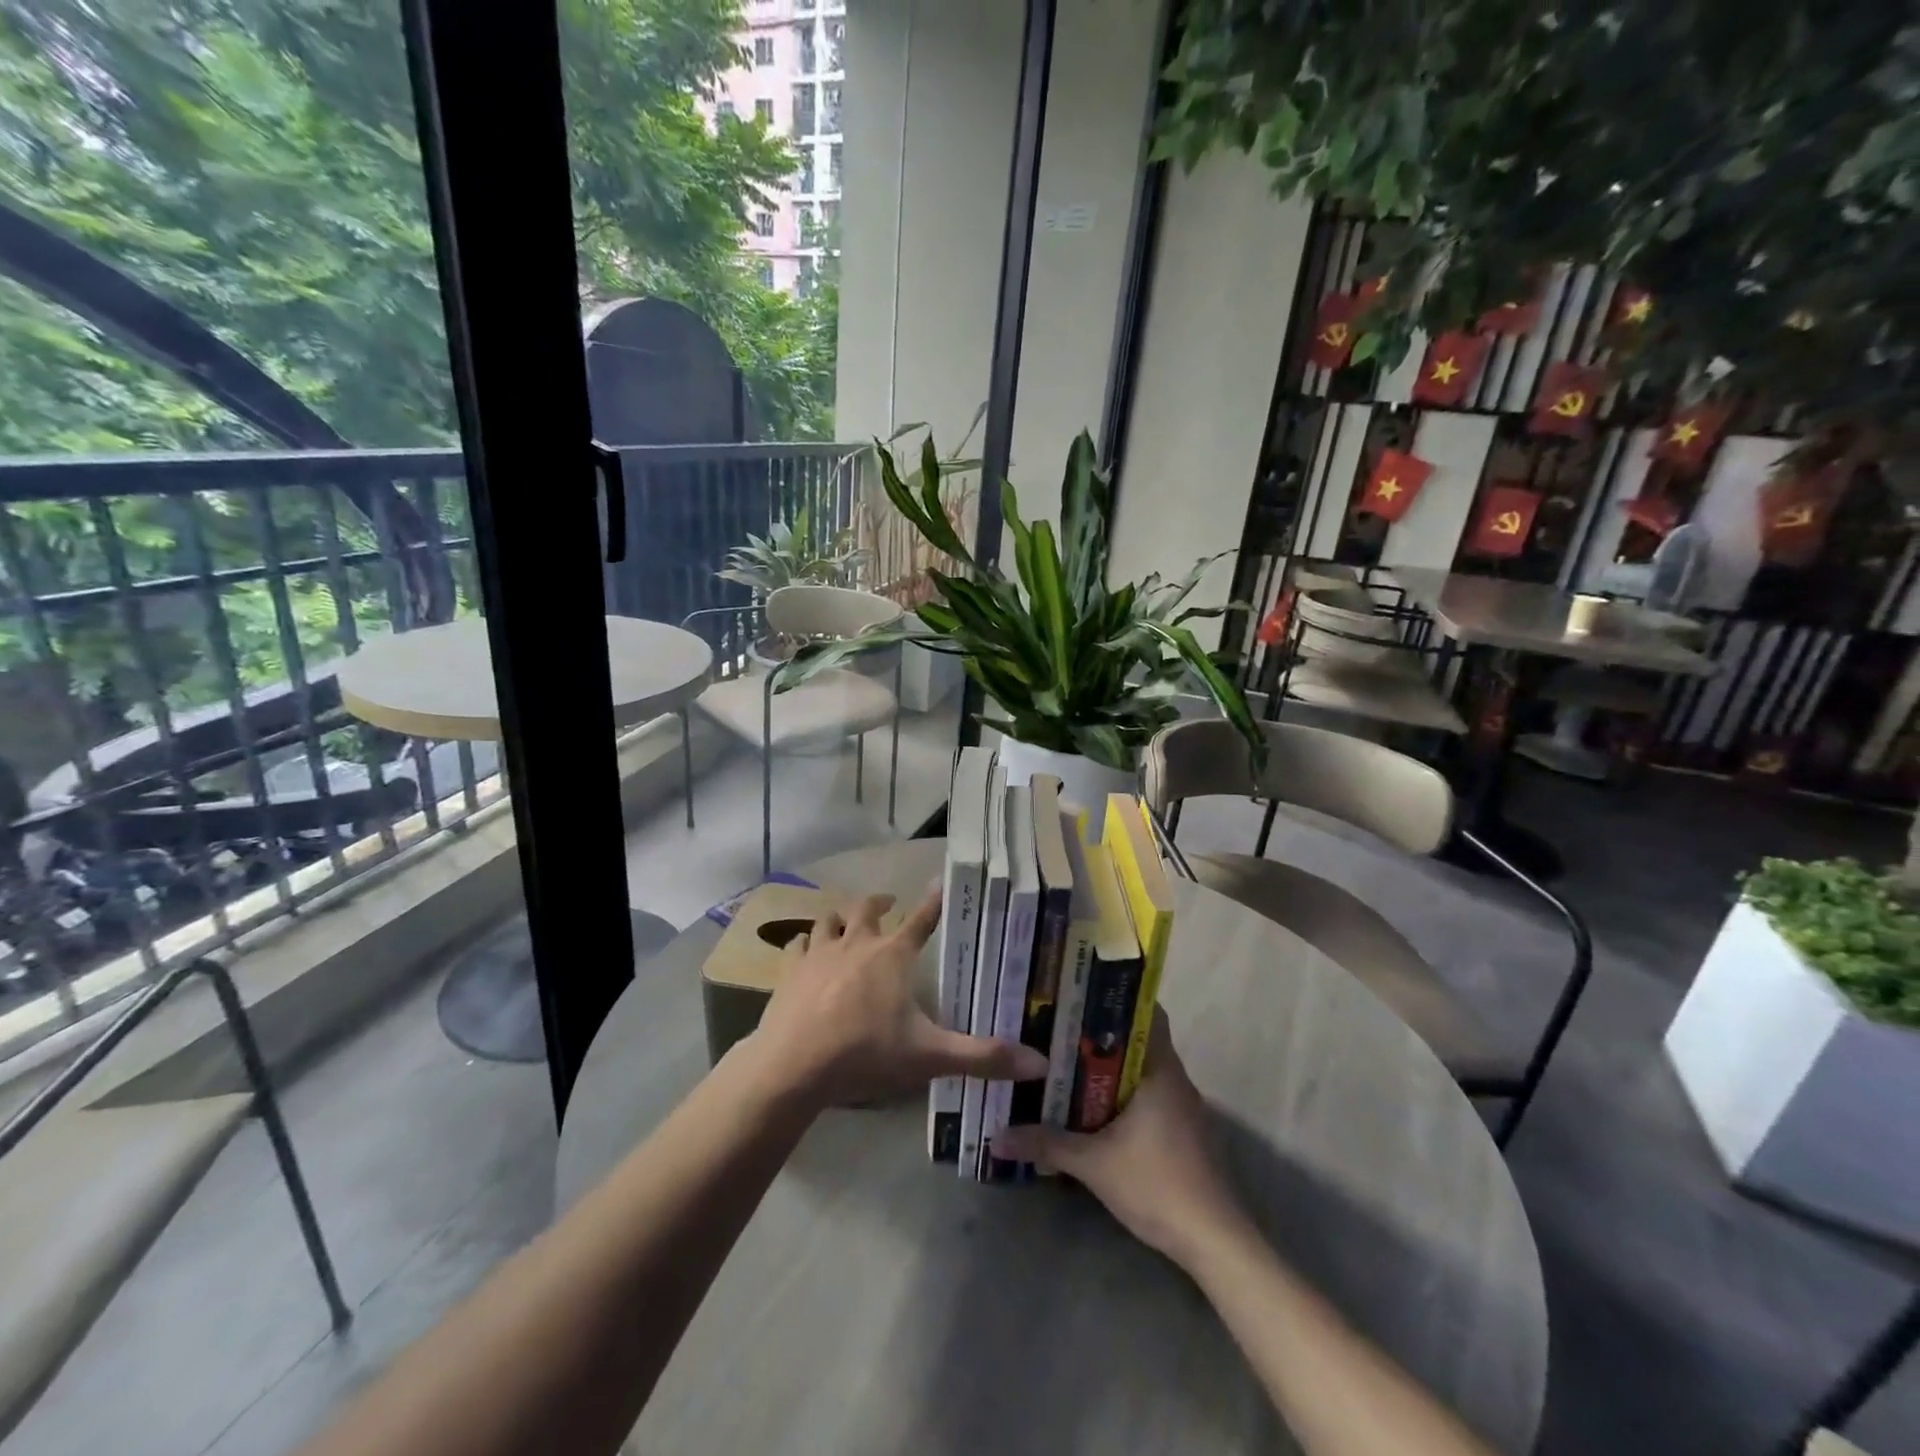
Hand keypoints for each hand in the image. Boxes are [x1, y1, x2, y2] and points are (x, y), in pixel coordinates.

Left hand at [748, 886, 1047, 1107]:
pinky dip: (803, 944)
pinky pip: (797, 945)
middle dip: (880, 903)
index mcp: (893, 955)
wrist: (794, 1064)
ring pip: (828, 920)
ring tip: (844, 920)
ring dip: (839, 918)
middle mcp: (857, 943)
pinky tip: (804, 950)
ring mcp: (819, 953)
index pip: (922, 920)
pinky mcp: (790, 970)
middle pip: (868, 909)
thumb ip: (983, 1057)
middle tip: (888, 903)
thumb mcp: (930, 1056)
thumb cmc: (866, 1053)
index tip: (940, 881)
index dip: (933, 901)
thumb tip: (1041, 1062)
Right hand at [991, 1010, 1245, 1262]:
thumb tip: (996, 1137)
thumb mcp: (1093, 1164)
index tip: (1078, 997)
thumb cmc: (1157, 1184)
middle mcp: (1175, 1078)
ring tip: (1067, 1065)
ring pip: (1142, 1071)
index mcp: (1160, 1070)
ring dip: (1111, 1068)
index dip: (1113, 1000)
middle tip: (1058, 1031)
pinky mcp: (1184, 1132)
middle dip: (1100, 1036)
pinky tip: (1095, 1109)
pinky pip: (1149, 1096)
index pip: (1145, 1012)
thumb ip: (1045, 1144)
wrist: (1213, 1241)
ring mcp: (1183, 1107)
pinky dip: (1123, 1094)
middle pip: (1138, 1040)